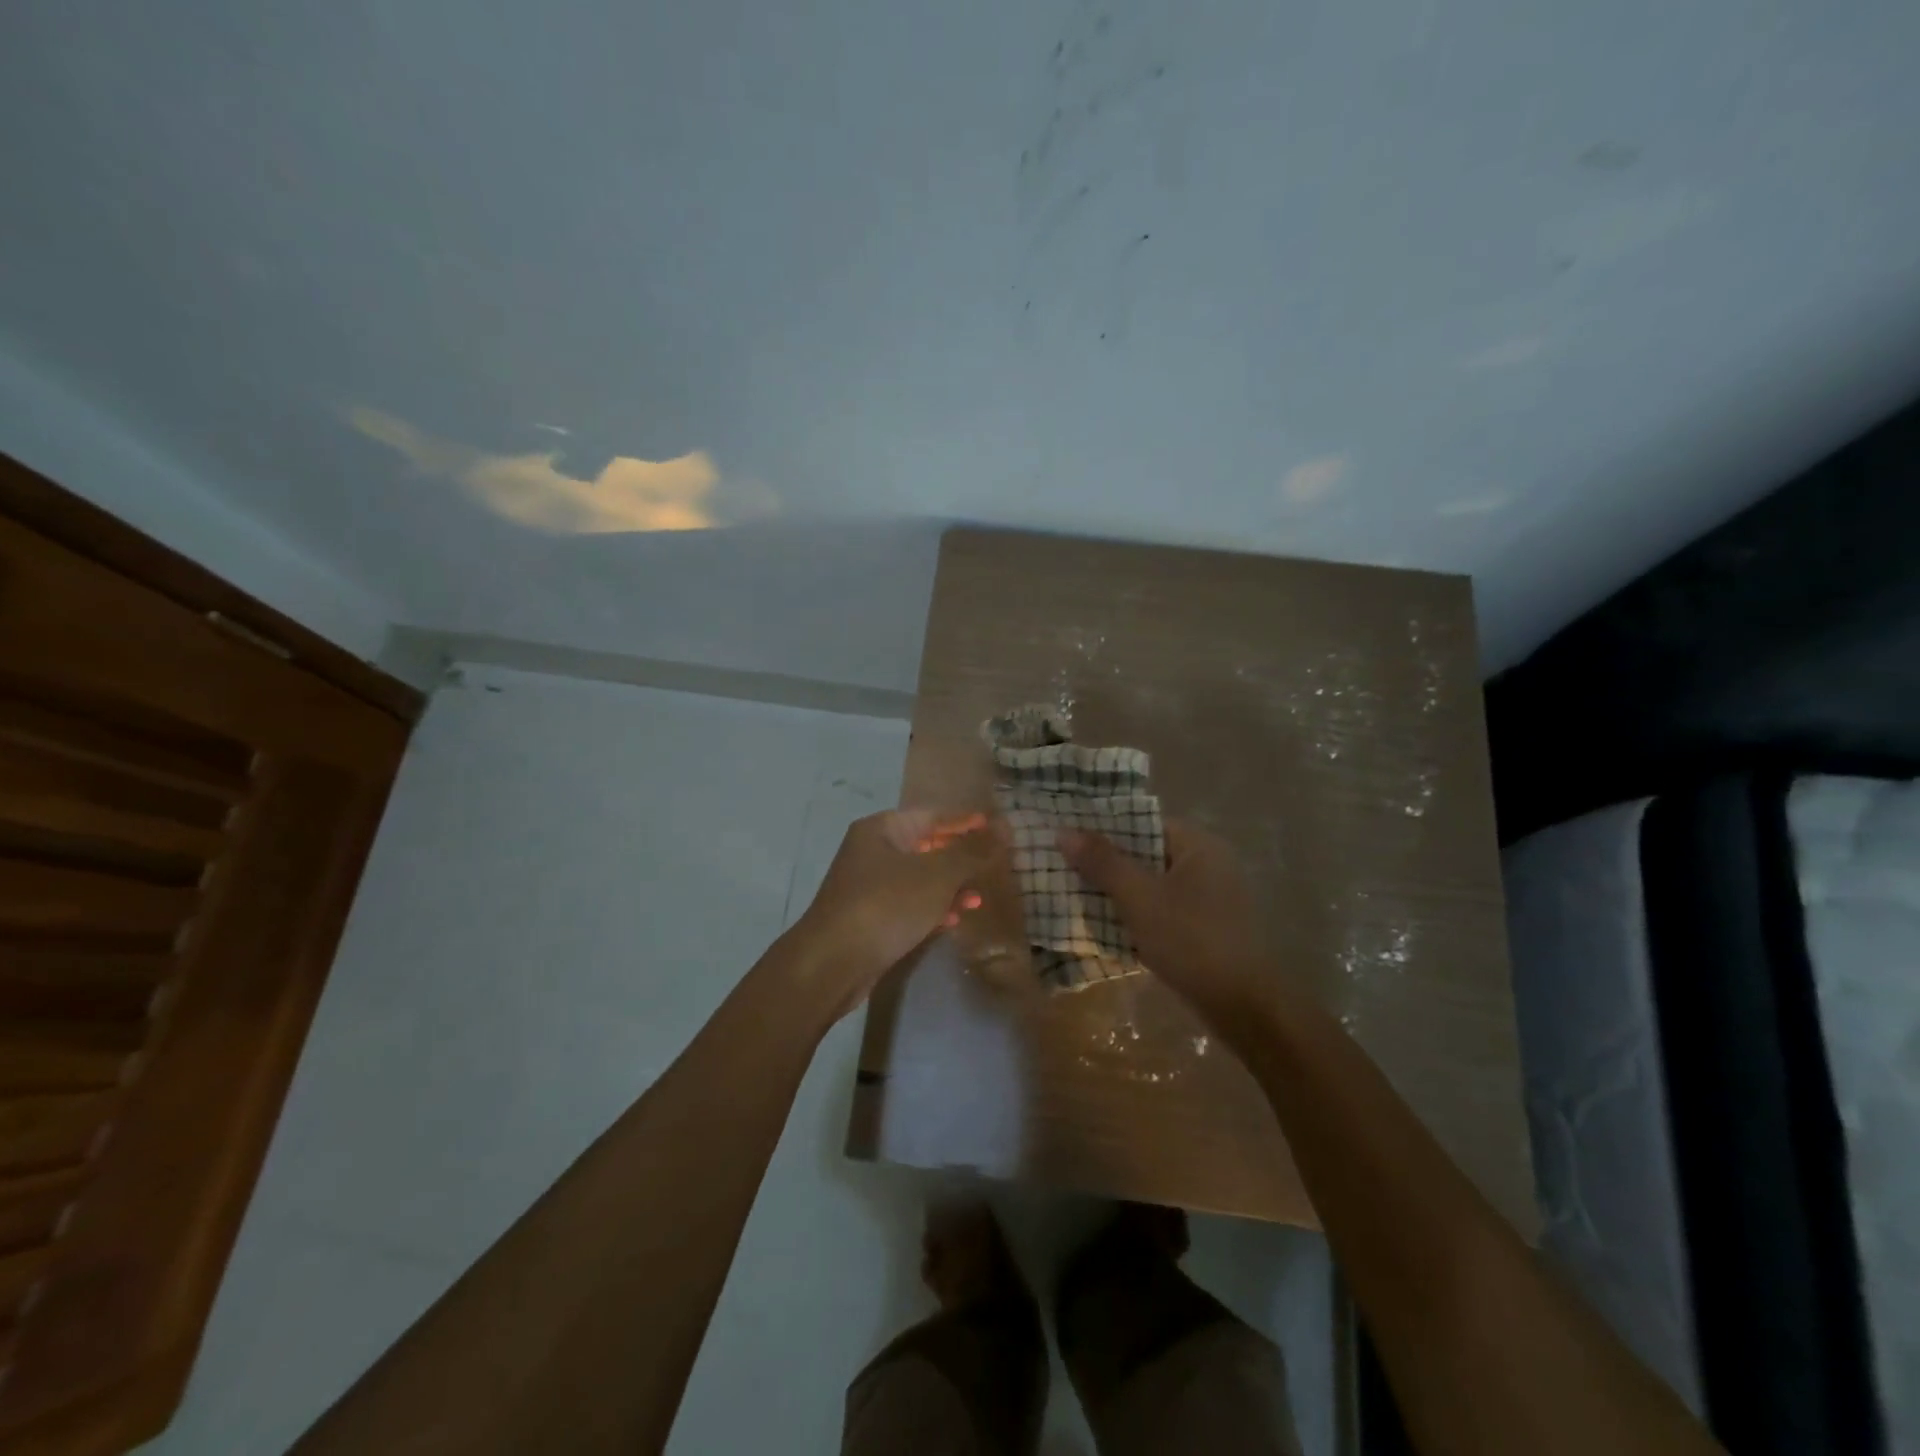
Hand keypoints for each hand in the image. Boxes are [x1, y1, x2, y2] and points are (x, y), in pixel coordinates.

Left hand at [791, 810, 1003, 1019]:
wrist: (832, 963)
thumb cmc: (887, 905)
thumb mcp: (938, 875)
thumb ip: (973, 851)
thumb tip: (1005, 827)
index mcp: (883, 829)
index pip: (933, 815)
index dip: (967, 821)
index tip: (999, 829)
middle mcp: (872, 851)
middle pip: (926, 845)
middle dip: (960, 856)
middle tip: (994, 865)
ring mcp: (868, 886)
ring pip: (919, 878)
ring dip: (950, 886)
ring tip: (979, 898)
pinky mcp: (869, 917)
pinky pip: (908, 904)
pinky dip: (931, 907)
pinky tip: (953, 919)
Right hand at [1059, 820, 1277, 1032]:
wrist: (1242, 1007)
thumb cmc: (1190, 941)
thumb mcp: (1139, 898)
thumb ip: (1102, 862)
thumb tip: (1064, 830)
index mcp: (1198, 845)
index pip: (1143, 822)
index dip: (1104, 827)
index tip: (1068, 836)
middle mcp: (1208, 863)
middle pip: (1146, 852)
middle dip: (1106, 861)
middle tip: (1063, 866)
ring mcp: (1209, 897)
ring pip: (1151, 882)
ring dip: (1117, 889)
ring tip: (1075, 893)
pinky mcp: (1205, 926)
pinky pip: (1161, 907)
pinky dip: (1135, 912)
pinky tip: (1105, 924)